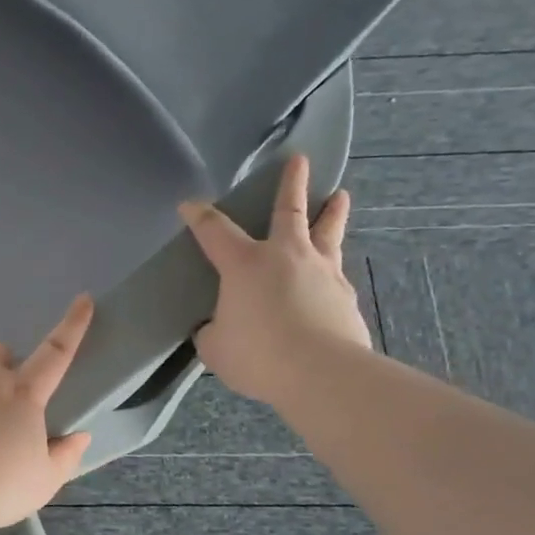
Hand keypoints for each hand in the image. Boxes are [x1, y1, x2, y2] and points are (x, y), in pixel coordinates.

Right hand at [179, 155, 370, 407]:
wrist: (322, 373)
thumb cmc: (258, 354)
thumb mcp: (216, 348)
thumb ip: (213, 333)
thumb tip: (217, 329)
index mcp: (245, 264)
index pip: (214, 230)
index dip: (199, 216)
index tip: (189, 204)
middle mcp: (285, 256)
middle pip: (289, 210)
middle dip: (292, 184)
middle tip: (300, 160)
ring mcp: (321, 272)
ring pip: (327, 233)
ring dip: (332, 213)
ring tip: (340, 197)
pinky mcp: (346, 296)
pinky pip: (337, 274)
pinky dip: (333, 270)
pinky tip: (335, 277)